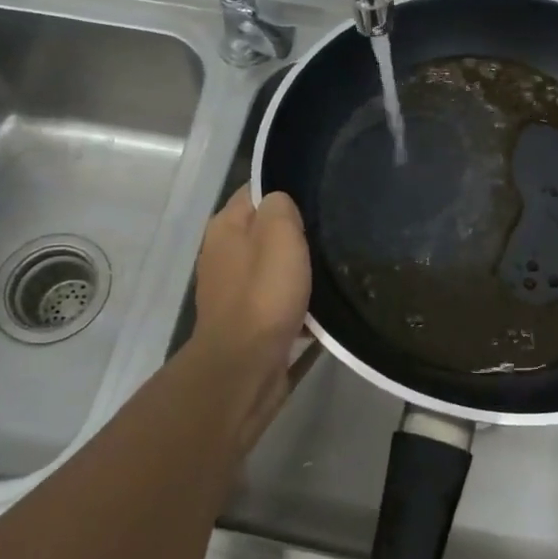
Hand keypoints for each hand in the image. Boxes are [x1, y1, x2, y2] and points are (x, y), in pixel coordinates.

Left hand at [190, 184, 311, 442]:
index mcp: (224, 227)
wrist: (245, 368)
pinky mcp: (248, 322)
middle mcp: (223, 254)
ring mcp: (233, 291)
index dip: (286, 190)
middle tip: (332, 234)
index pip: (255, 191)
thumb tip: (281, 204)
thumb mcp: (279, 234)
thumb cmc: (263, 295)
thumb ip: (280, 207)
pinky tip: (322, 307)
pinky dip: (297, 303)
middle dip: (297, 233)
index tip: (319, 197)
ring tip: (333, 270)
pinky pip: (278, 302)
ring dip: (299, 271)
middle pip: (267, 231)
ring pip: (275, 268)